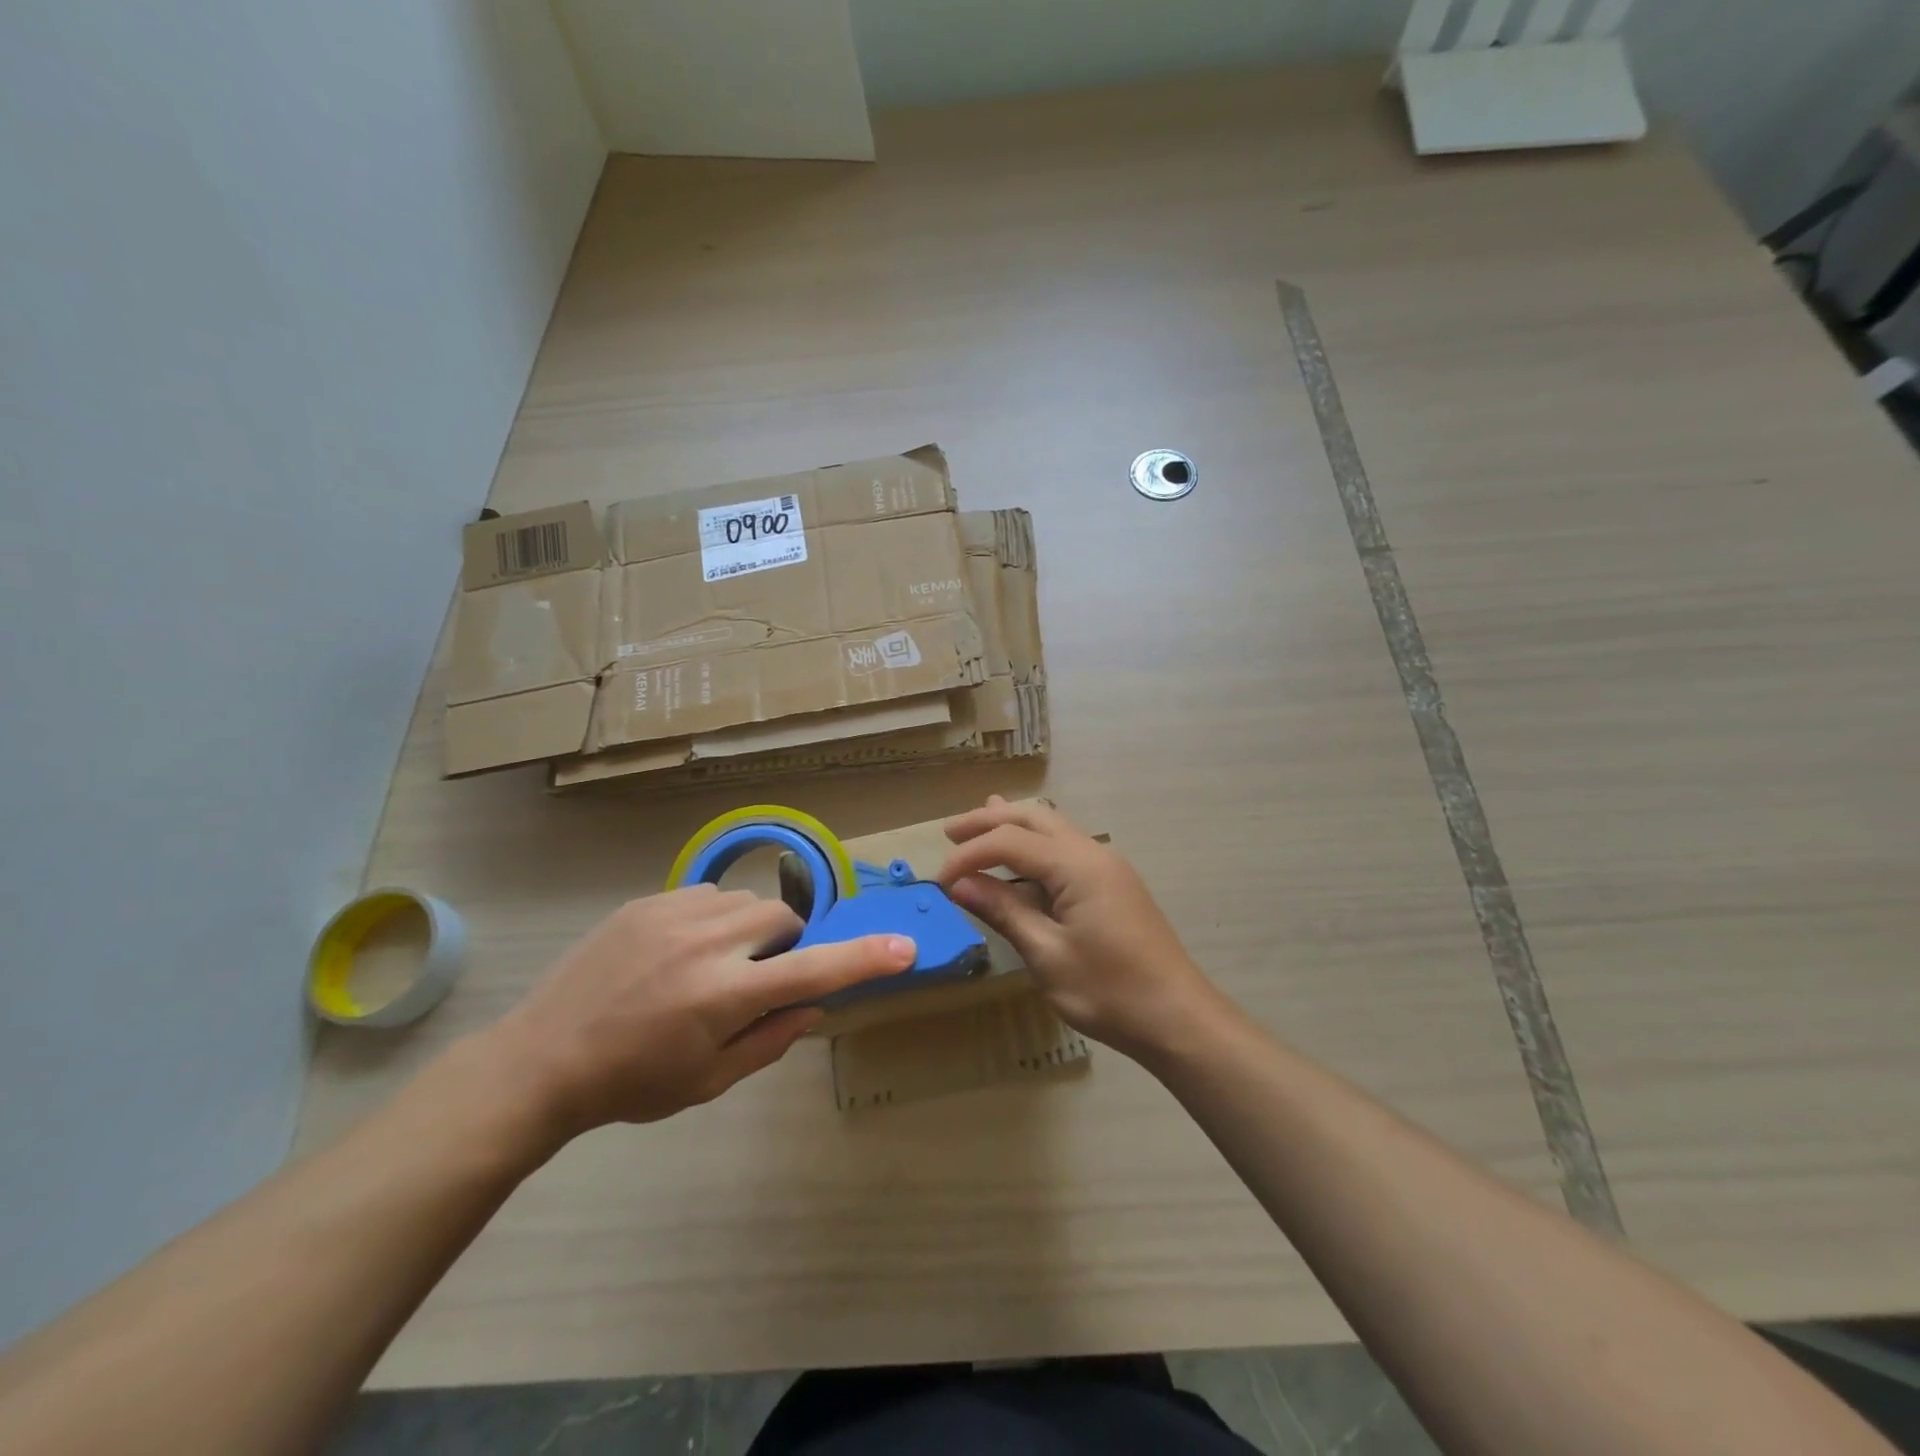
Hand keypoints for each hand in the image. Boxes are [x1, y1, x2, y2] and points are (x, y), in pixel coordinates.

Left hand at [486, 885, 914, 1135]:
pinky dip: (715, 919)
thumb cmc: (631, 1082)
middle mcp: (707, 943)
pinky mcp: (649, 899)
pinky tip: (681, 950)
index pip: (812, 972)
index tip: (904, 948)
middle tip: (756, 980)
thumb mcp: (709, 1080)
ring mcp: (674, 913)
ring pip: (748, 902)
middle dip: (785, 946)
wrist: (541, 1057)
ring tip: (713, 964)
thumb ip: (771, 1040)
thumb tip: (815, 1006)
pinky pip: (709, 895)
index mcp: (724, 996)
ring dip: (751, 930)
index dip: (863, 959)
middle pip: (783, 919)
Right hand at [936, 796, 1220, 1060]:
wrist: (1177, 1017)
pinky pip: (1066, 848)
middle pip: (1033, 818)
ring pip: (1052, 827)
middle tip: (950, 832)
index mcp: (1077, 866)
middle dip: (989, 820)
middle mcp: (1093, 853)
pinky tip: (1021, 857)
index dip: (969, 855)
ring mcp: (1107, 866)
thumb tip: (960, 884)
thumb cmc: (1109, 991)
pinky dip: (1035, 845)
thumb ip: (1004, 911)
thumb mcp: (1047, 955)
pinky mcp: (1113, 883)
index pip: (1009, 841)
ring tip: (976, 828)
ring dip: (1013, 827)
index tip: (939, 881)